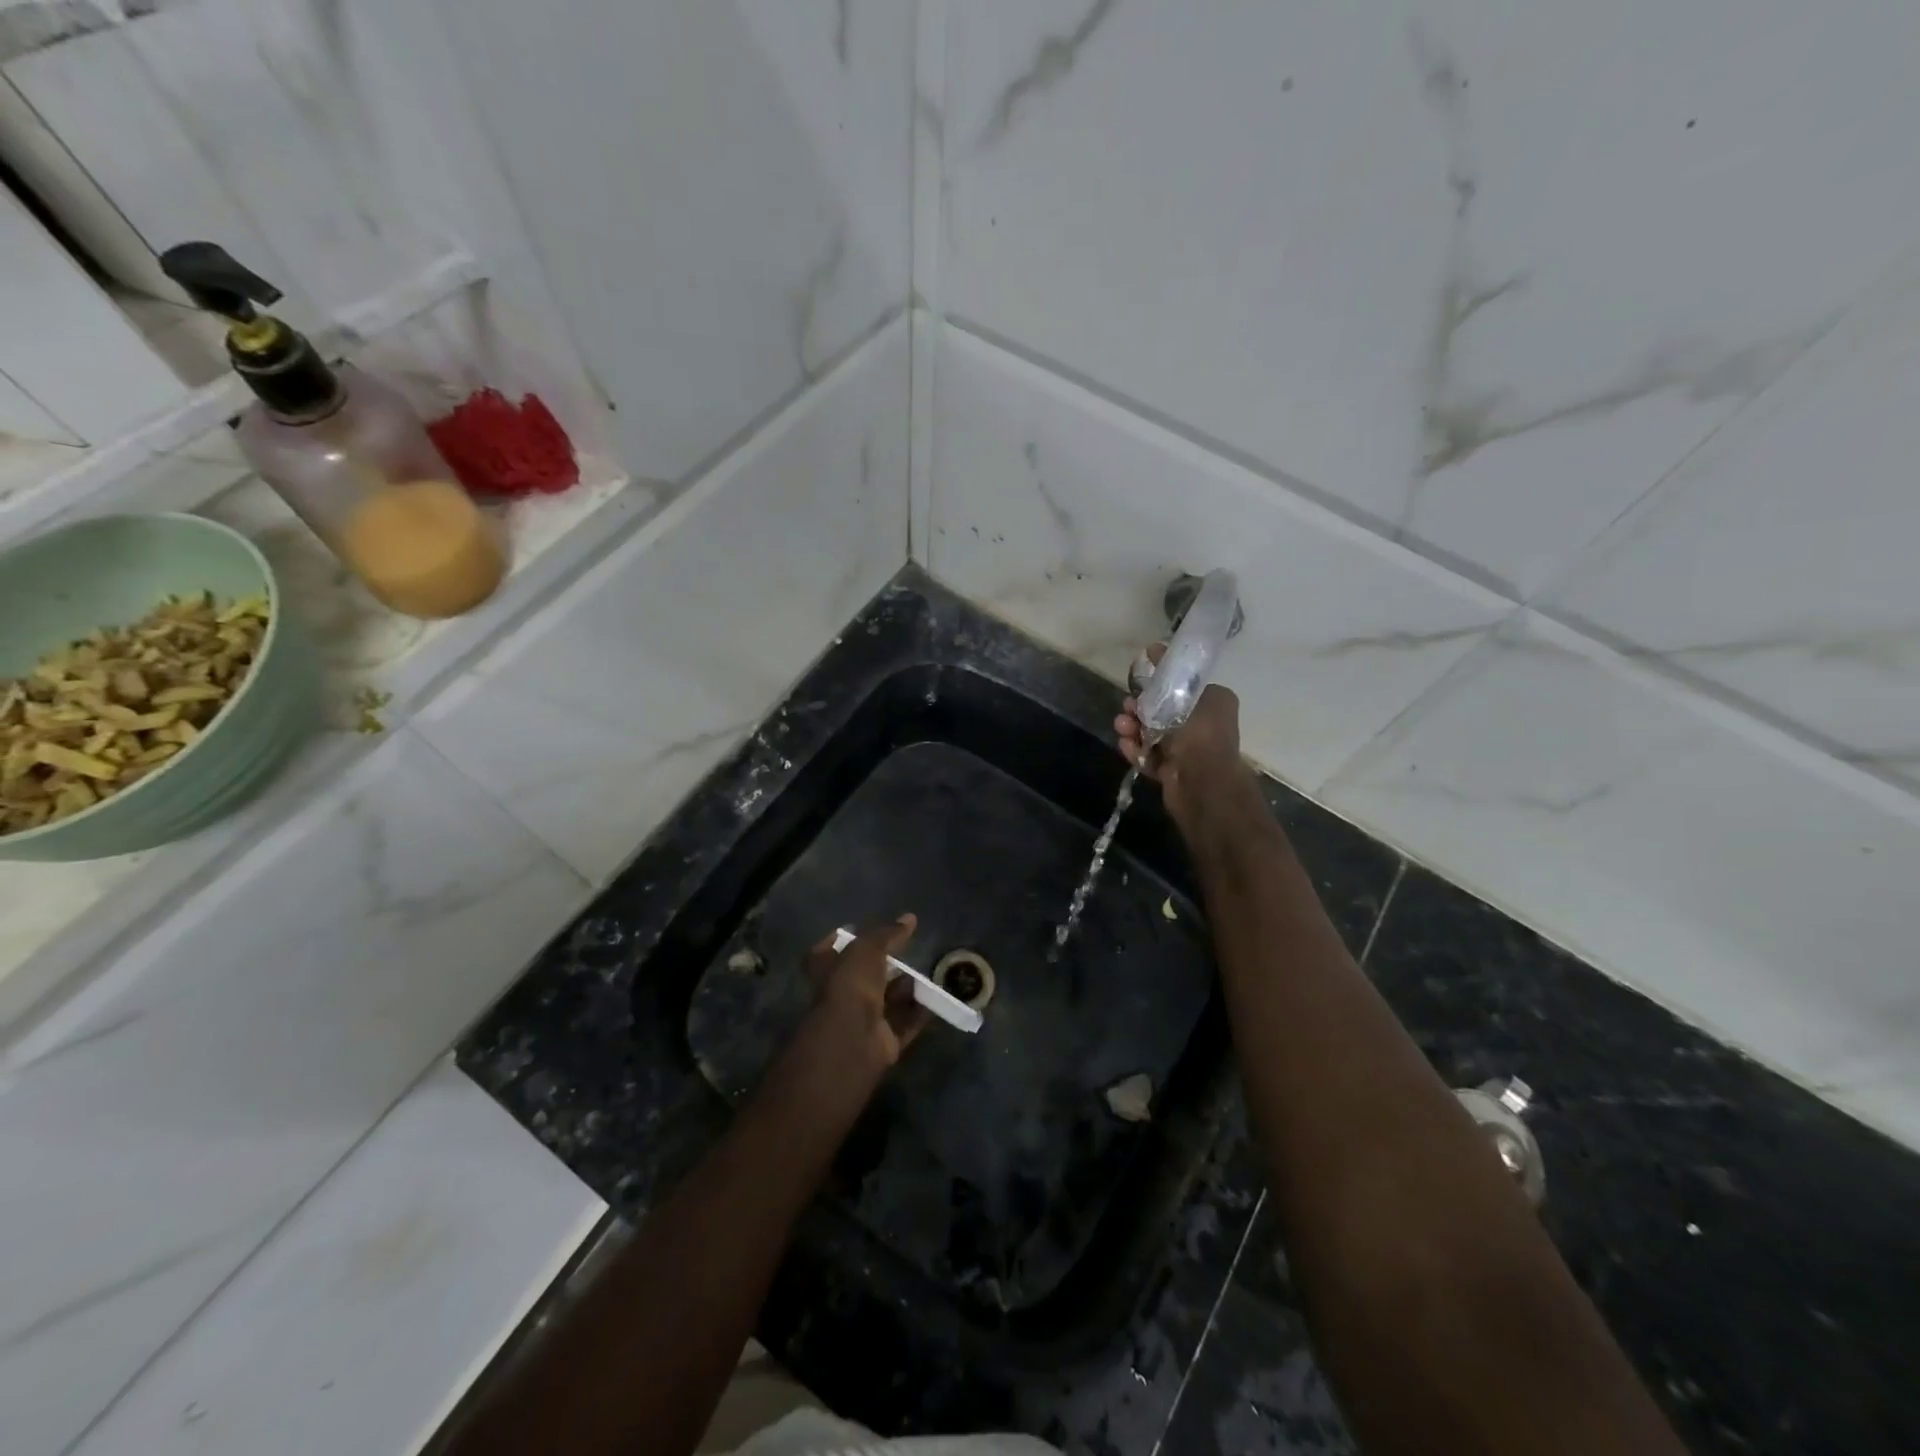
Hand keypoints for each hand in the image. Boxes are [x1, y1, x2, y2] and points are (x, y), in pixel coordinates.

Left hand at [801, 914, 929, 1073]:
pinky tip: (935, 1000)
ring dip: (905, 989)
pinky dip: (918, 1013)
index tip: (859, 929)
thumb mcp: (868, 947)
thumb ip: (888, 933)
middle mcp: (841, 995)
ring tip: (927, 974)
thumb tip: (909, 918)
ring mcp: (861, 1020)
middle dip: (885, 966)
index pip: (827, 952)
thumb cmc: (851, 983)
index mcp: (826, 971)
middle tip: (908, 952)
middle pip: (864, 977)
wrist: (853, 1036)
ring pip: (886, 1001)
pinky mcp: (882, 1041)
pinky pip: (904, 1023)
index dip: (841, 940)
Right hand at [1116, 645, 1245, 826]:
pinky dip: (1136, 750)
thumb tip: (1156, 648)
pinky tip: (1125, 744)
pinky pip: (1149, 757)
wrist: (1202, 782)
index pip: (1181, 690)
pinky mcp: (1171, 773)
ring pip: (1152, 735)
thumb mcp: (1191, 692)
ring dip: (1134, 729)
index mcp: (1212, 706)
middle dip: (1140, 708)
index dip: (1159, 684)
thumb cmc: (1201, 732)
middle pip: (1162, 713)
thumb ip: (1171, 673)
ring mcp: (1185, 753)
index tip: (1140, 679)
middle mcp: (1201, 728)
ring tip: (1121, 726)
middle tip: (1127, 706)